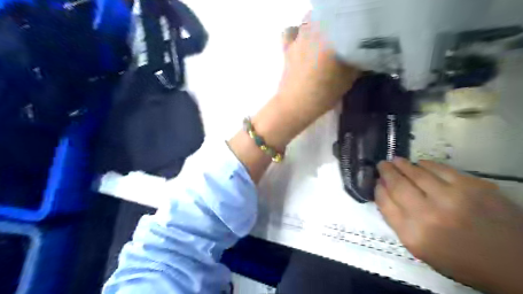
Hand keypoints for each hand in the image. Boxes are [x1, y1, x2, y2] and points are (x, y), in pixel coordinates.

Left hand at [229, 14, 357, 181]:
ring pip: (310, 19)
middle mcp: (314, 30)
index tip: (360, 33)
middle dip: (337, 24)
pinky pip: (290, 32)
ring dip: (318, 24)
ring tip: (324, 37)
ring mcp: (298, 37)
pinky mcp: (287, 48)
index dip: (355, 24)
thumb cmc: (324, 94)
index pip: (348, 20)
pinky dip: (296, 33)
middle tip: (343, 36)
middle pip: (329, 15)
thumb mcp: (348, 78)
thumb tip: (364, 51)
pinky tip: (302, 42)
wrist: (295, 106)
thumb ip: (357, 61)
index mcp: (332, 36)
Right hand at [377, 158, 522, 293]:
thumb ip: (398, 220)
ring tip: (396, 161)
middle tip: (382, 165)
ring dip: (402, 164)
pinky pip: (440, 168)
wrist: (514, 263)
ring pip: (416, 172)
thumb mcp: (421, 249)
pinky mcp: (473, 186)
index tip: (377, 182)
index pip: (384, 203)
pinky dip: (425, 164)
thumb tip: (385, 193)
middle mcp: (428, 215)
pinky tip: (420, 164)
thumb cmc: (459, 260)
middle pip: (397, 185)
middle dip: (386, 172)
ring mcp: (451, 198)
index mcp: (413, 234)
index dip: (378, 189)